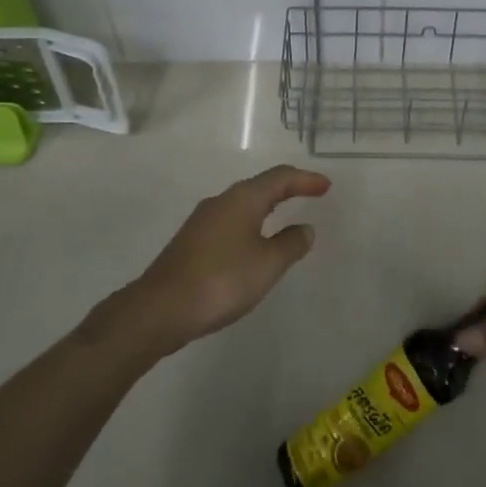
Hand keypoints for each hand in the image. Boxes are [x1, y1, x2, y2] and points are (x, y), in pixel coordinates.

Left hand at [129, 165, 329, 353]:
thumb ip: (290, 244)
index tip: (326, 186)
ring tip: (285, 215)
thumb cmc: (221, 281)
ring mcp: (202, 221)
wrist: (159, 309)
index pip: (280, 178)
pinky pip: (231, 221)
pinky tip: (253, 242)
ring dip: (267, 205)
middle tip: (310, 193)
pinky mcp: (192, 241)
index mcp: (242, 199)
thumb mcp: (267, 265)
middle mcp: (221, 201)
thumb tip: (305, 228)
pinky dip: (251, 222)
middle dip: (287, 188)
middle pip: (260, 186)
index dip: (305, 180)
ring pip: (243, 204)